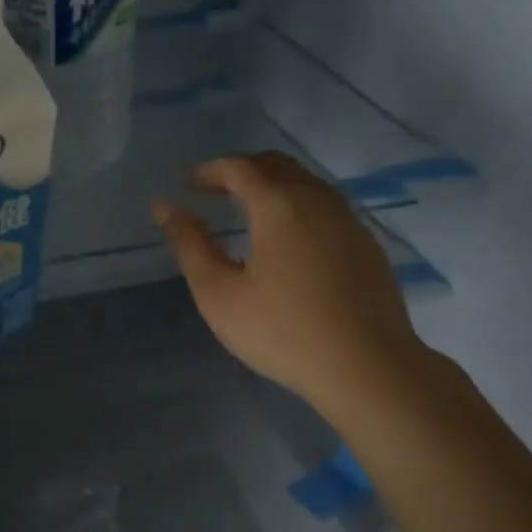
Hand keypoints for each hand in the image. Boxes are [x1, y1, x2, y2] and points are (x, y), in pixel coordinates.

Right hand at [153, 152, 428, 417]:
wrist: (368, 366)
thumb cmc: (283, 331)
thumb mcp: (219, 293)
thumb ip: (189, 245)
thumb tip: (164, 207)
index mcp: (279, 204)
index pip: (238, 167)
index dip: (208, 170)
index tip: (186, 185)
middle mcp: (317, 199)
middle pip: (275, 164)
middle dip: (240, 171)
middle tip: (214, 192)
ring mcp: (348, 220)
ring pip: (305, 183)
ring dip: (272, 186)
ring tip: (247, 213)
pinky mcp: (366, 244)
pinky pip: (325, 206)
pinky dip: (297, 206)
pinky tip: (289, 241)